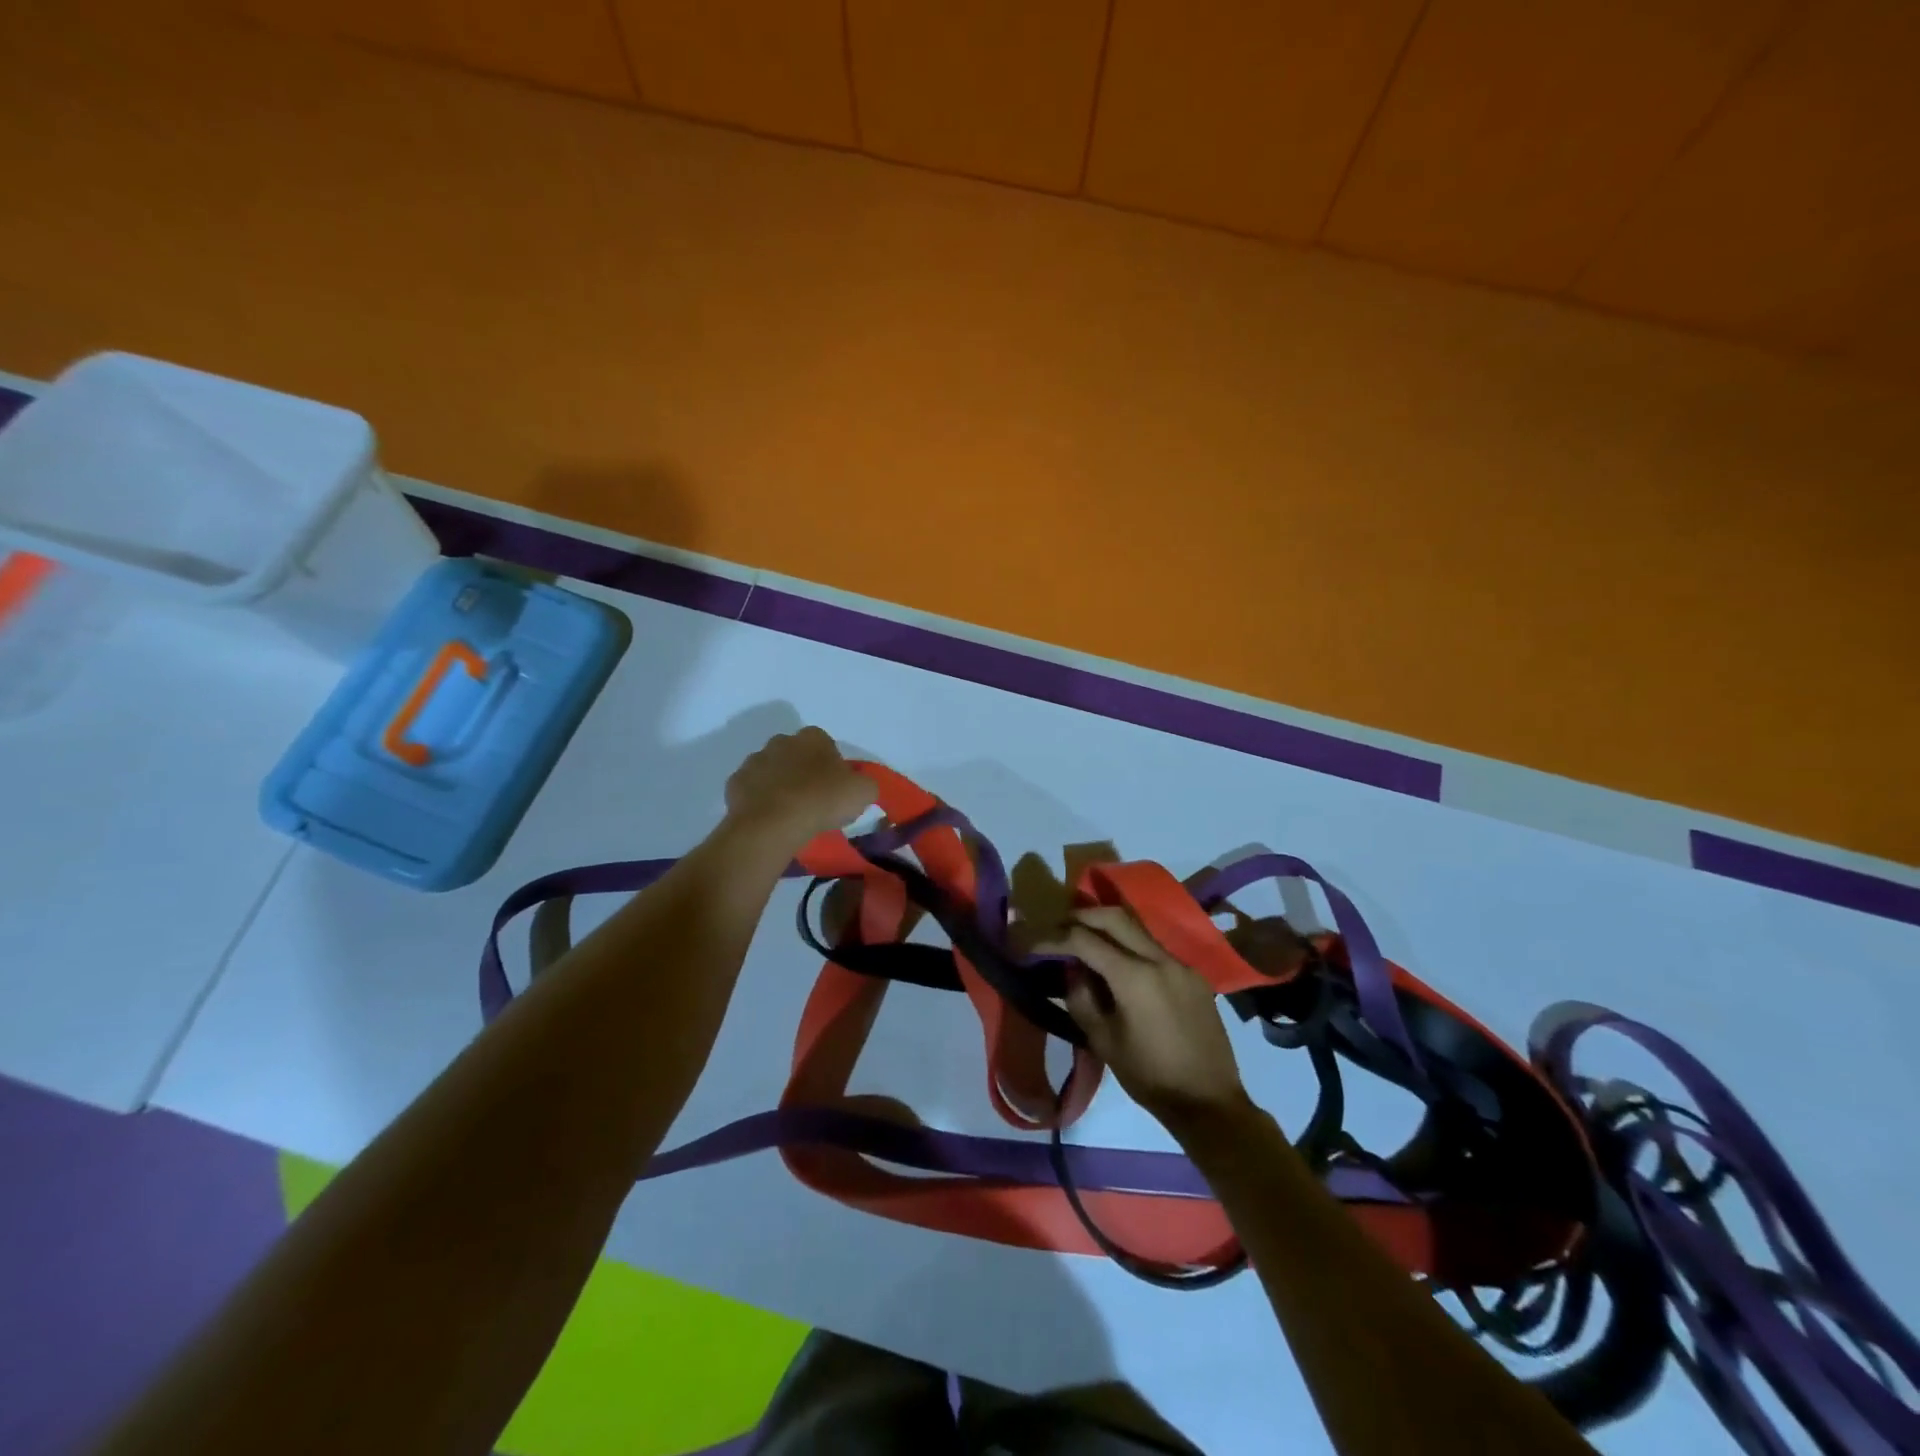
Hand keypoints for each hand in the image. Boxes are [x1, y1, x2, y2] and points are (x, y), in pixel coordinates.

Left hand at [723, 727, 876, 851]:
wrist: (774, 822)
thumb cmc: (823, 800)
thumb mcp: (864, 791)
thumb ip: (865, 783)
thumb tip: (859, 785)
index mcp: (813, 737)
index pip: (825, 744)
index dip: (830, 765)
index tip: (834, 787)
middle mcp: (781, 741)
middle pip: (795, 754)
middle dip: (801, 770)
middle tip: (812, 799)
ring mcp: (755, 760)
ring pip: (770, 770)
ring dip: (779, 784)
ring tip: (789, 812)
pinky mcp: (735, 782)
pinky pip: (751, 789)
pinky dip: (759, 800)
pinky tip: (769, 818)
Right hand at [1036, 907, 1250, 1130]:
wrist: (1209, 1102)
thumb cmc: (1149, 1076)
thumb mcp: (1103, 1040)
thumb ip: (1081, 998)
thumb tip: (1072, 969)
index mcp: (1134, 976)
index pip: (1084, 940)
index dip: (1053, 938)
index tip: (1032, 945)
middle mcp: (1159, 958)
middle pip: (1114, 917)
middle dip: (1081, 917)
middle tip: (1059, 928)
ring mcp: (1181, 964)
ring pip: (1137, 929)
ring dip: (1108, 928)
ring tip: (1086, 942)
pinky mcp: (1193, 976)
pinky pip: (1155, 949)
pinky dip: (1131, 947)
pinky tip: (1120, 968)